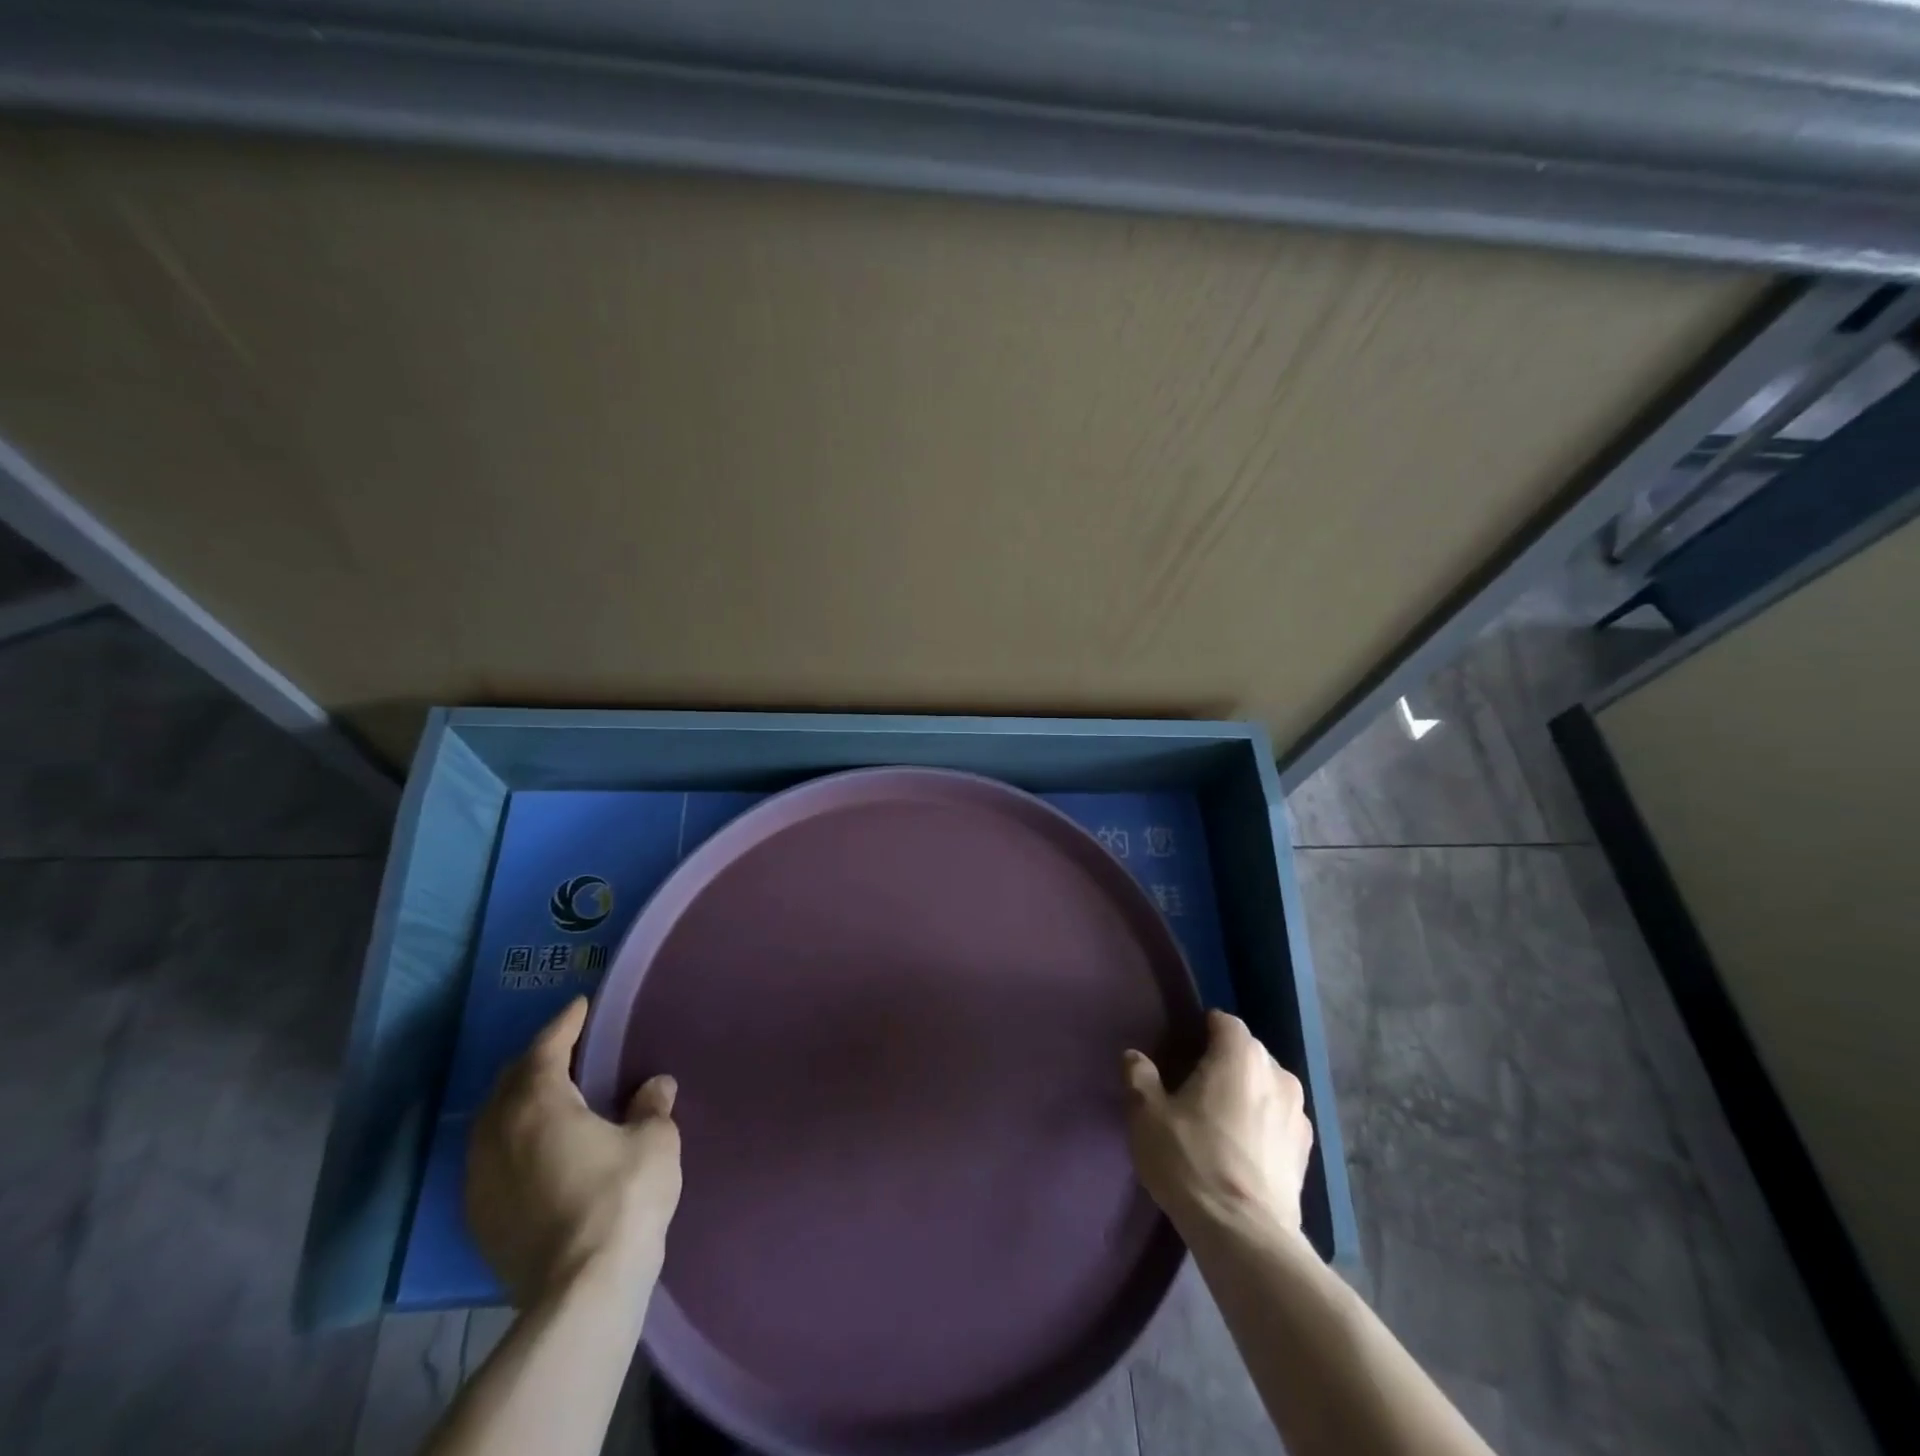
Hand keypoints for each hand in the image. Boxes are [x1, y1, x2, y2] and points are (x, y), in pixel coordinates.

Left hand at [466, 997, 682, 1305]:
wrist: (581, 1292)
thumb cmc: (622, 1198)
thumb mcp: (654, 1141)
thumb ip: (652, 1106)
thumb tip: (655, 1086)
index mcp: (537, 1105)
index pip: (545, 1049)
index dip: (565, 1023)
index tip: (581, 1006)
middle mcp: (498, 1135)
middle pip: (509, 1081)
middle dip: (536, 1058)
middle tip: (566, 1046)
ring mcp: (481, 1180)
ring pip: (492, 1122)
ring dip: (518, 1100)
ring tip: (549, 1094)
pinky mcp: (480, 1219)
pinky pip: (490, 1157)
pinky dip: (511, 1137)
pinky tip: (535, 1147)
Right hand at [1123, 1010, 1313, 1237]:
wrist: (1244, 1236)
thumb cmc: (1192, 1161)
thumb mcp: (1147, 1115)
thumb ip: (1140, 1077)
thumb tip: (1136, 1057)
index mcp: (1241, 1055)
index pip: (1224, 1021)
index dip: (1201, 1030)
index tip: (1180, 1052)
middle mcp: (1277, 1074)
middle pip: (1247, 1053)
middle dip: (1223, 1062)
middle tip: (1193, 1088)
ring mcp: (1298, 1114)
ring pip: (1266, 1087)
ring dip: (1246, 1094)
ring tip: (1218, 1121)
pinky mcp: (1306, 1152)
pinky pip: (1278, 1121)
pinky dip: (1262, 1125)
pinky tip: (1241, 1151)